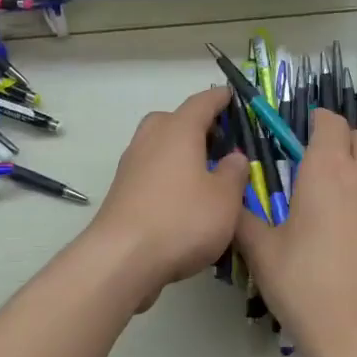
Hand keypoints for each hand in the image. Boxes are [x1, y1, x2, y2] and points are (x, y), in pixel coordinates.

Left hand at [90, 86, 247, 311]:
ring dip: (181, 153)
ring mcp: (131, 165)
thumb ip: (234, 173)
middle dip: (197, 126)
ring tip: (205, 174)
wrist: (122, 258)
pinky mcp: (122, 191)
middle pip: (174, 120)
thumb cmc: (182, 220)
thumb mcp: (225, 199)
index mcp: (179, 130)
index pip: (202, 102)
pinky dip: (168, 175)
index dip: (220, 99)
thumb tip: (234, 157)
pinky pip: (151, 171)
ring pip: (160, 146)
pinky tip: (183, 199)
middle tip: (221, 143)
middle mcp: (151, 139)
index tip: (233, 97)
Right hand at [234, 109, 356, 356]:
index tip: (299, 134)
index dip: (315, 121)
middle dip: (339, 139)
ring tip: (336, 191)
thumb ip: (243, 219)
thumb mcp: (262, 253)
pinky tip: (356, 221)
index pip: (329, 122)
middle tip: (315, 162)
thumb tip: (229, 201)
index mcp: (328, 170)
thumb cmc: (307, 287)